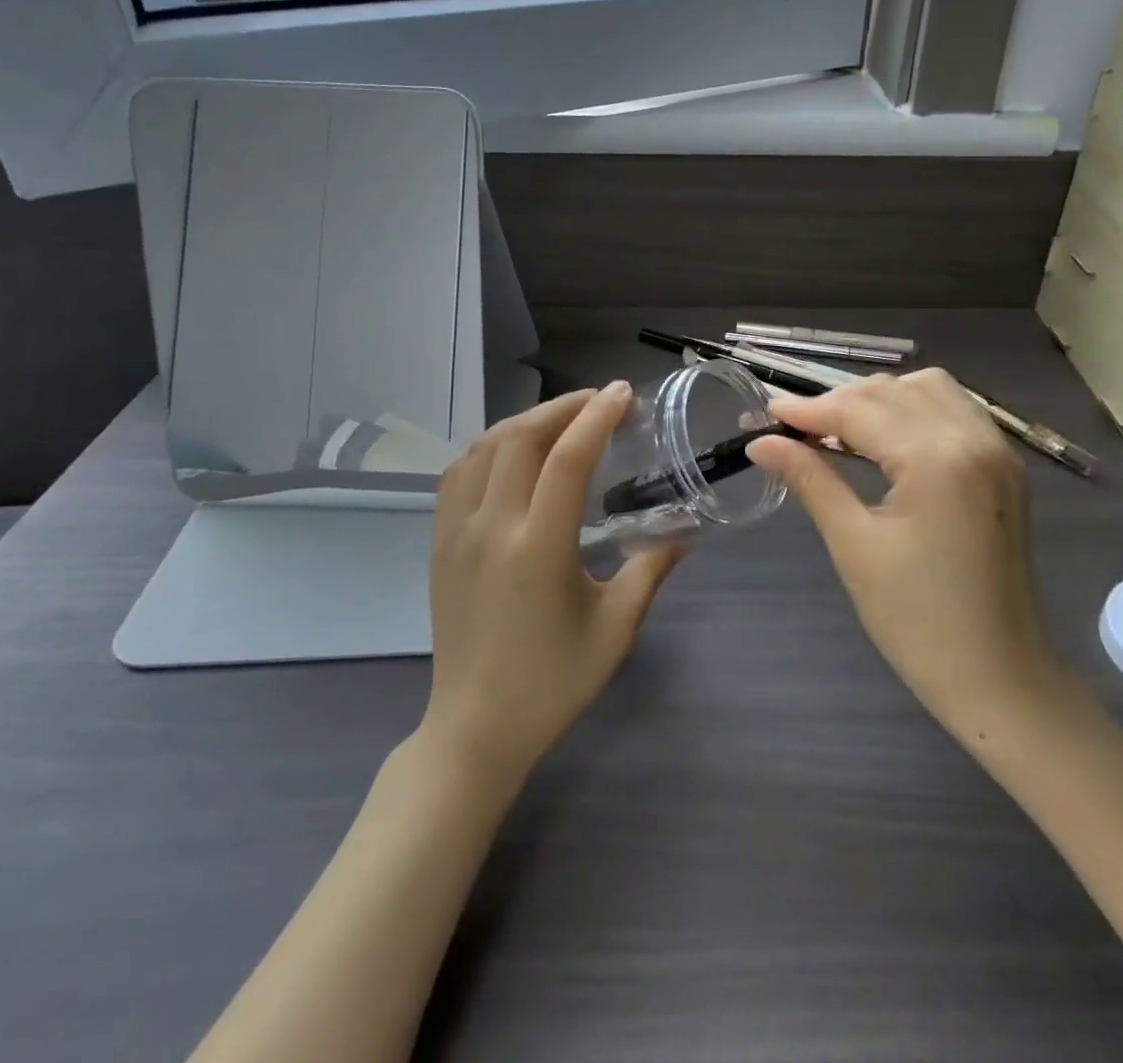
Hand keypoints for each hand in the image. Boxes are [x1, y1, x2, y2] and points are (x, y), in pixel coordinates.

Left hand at [422, 383, 683, 778]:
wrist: (475, 727)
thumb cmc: (553, 682)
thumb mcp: (615, 629)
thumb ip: (650, 570)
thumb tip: (684, 534)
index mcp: (538, 549)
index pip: (566, 460)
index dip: (596, 417)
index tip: (622, 394)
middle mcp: (491, 528)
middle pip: (520, 437)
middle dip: (563, 407)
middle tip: (599, 401)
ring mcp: (456, 532)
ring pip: (485, 447)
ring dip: (526, 420)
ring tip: (562, 419)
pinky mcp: (438, 542)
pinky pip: (458, 472)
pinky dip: (490, 446)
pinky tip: (513, 451)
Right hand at [750, 370, 1061, 737]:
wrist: (998, 677)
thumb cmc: (916, 620)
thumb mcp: (853, 544)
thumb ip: (809, 479)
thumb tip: (761, 443)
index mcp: (936, 459)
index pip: (859, 410)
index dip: (807, 409)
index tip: (765, 413)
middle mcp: (973, 438)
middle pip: (891, 392)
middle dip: (838, 402)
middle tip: (794, 430)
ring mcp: (997, 449)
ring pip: (927, 388)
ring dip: (879, 399)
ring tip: (839, 430)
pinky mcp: (1004, 466)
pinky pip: (955, 409)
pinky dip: (915, 408)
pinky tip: (888, 436)